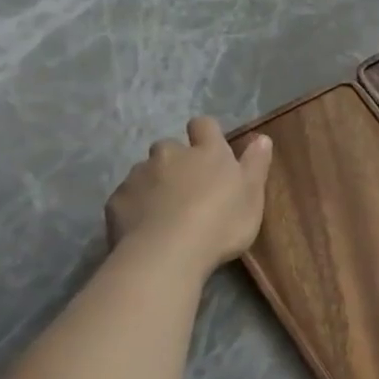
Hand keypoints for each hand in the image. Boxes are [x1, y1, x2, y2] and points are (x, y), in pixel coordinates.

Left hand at [106, 117, 272, 274]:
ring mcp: (139, 175)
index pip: (203, 125)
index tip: (211, 150)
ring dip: (155, 183)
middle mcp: (170, 154)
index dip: (206, 134)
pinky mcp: (116, 199)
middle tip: (189, 188)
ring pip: (146, 171)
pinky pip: (127, 196)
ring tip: (165, 211)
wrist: (167, 254)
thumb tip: (262, 138)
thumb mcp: (252, 195)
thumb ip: (256, 164)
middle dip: (176, 161)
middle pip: (170, 147)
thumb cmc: (221, 222)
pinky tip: (145, 227)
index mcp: (207, 152)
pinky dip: (135, 205)